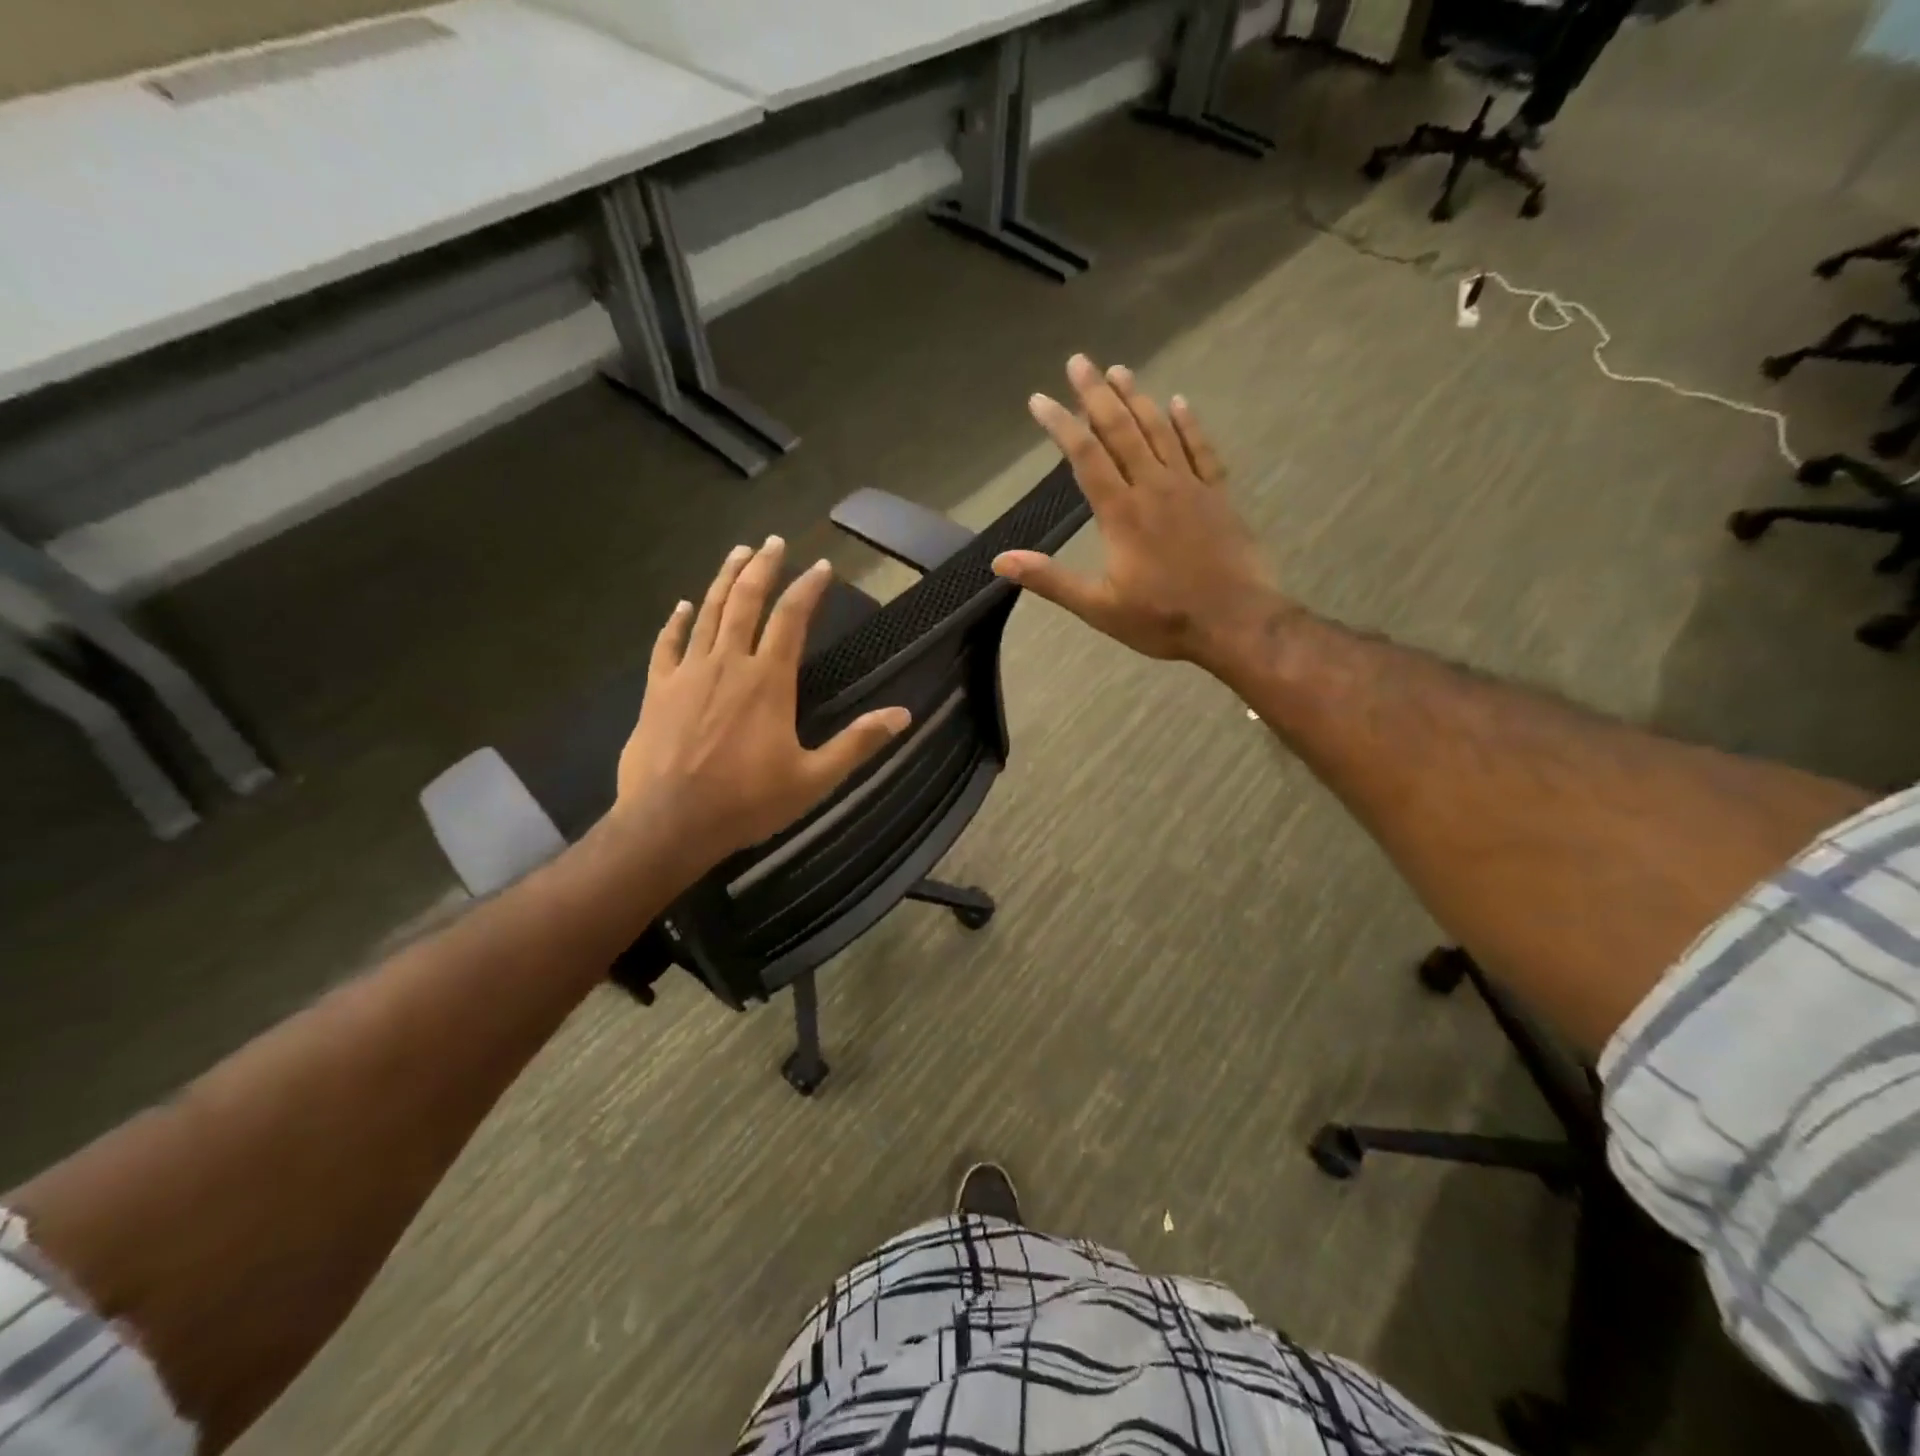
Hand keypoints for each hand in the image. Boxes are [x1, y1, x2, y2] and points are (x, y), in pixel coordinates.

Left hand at [616, 537, 910, 864]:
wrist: (670, 824)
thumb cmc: (747, 802)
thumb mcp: (814, 779)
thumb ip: (858, 743)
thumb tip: (903, 715)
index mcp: (768, 681)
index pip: (791, 619)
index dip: (807, 589)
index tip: (821, 567)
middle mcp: (728, 664)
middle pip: (745, 601)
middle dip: (762, 567)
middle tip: (773, 541)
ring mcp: (688, 674)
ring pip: (707, 613)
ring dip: (723, 580)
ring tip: (737, 553)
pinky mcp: (658, 691)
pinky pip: (668, 645)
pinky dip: (677, 622)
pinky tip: (683, 606)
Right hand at [992, 354, 1291, 676]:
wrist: (1234, 622)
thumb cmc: (1162, 619)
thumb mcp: (1098, 607)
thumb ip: (1050, 580)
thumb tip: (1000, 561)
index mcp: (1120, 513)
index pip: (1085, 456)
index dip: (1061, 424)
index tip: (1040, 399)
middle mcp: (1153, 487)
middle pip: (1121, 430)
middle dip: (1096, 394)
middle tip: (1079, 361)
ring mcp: (1189, 487)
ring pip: (1159, 431)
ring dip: (1137, 399)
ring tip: (1119, 370)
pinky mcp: (1218, 495)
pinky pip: (1201, 449)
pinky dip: (1188, 424)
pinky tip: (1178, 402)